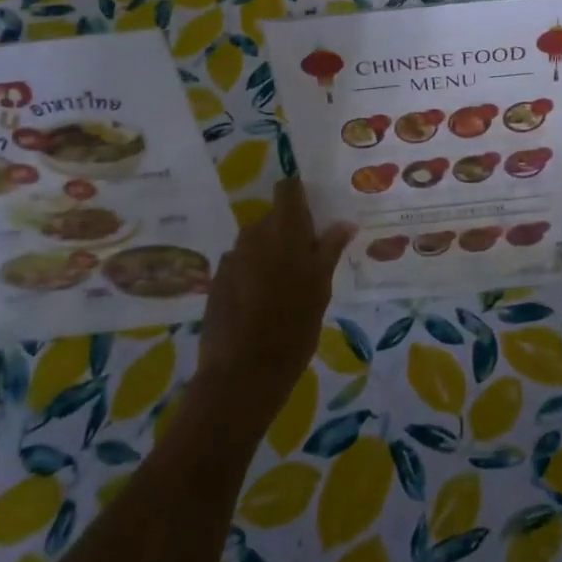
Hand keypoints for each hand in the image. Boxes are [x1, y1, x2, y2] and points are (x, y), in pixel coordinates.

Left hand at [190, 178, 352, 436]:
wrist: (243, 372)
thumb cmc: (294, 326)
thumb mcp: (321, 287)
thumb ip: (329, 249)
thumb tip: (344, 223)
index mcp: (284, 230)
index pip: (288, 189)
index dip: (299, 193)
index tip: (313, 211)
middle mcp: (254, 234)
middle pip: (273, 218)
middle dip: (288, 232)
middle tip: (307, 260)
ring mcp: (232, 257)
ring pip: (256, 243)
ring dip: (270, 254)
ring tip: (285, 286)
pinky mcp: (217, 281)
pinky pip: (241, 265)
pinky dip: (252, 274)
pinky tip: (261, 303)